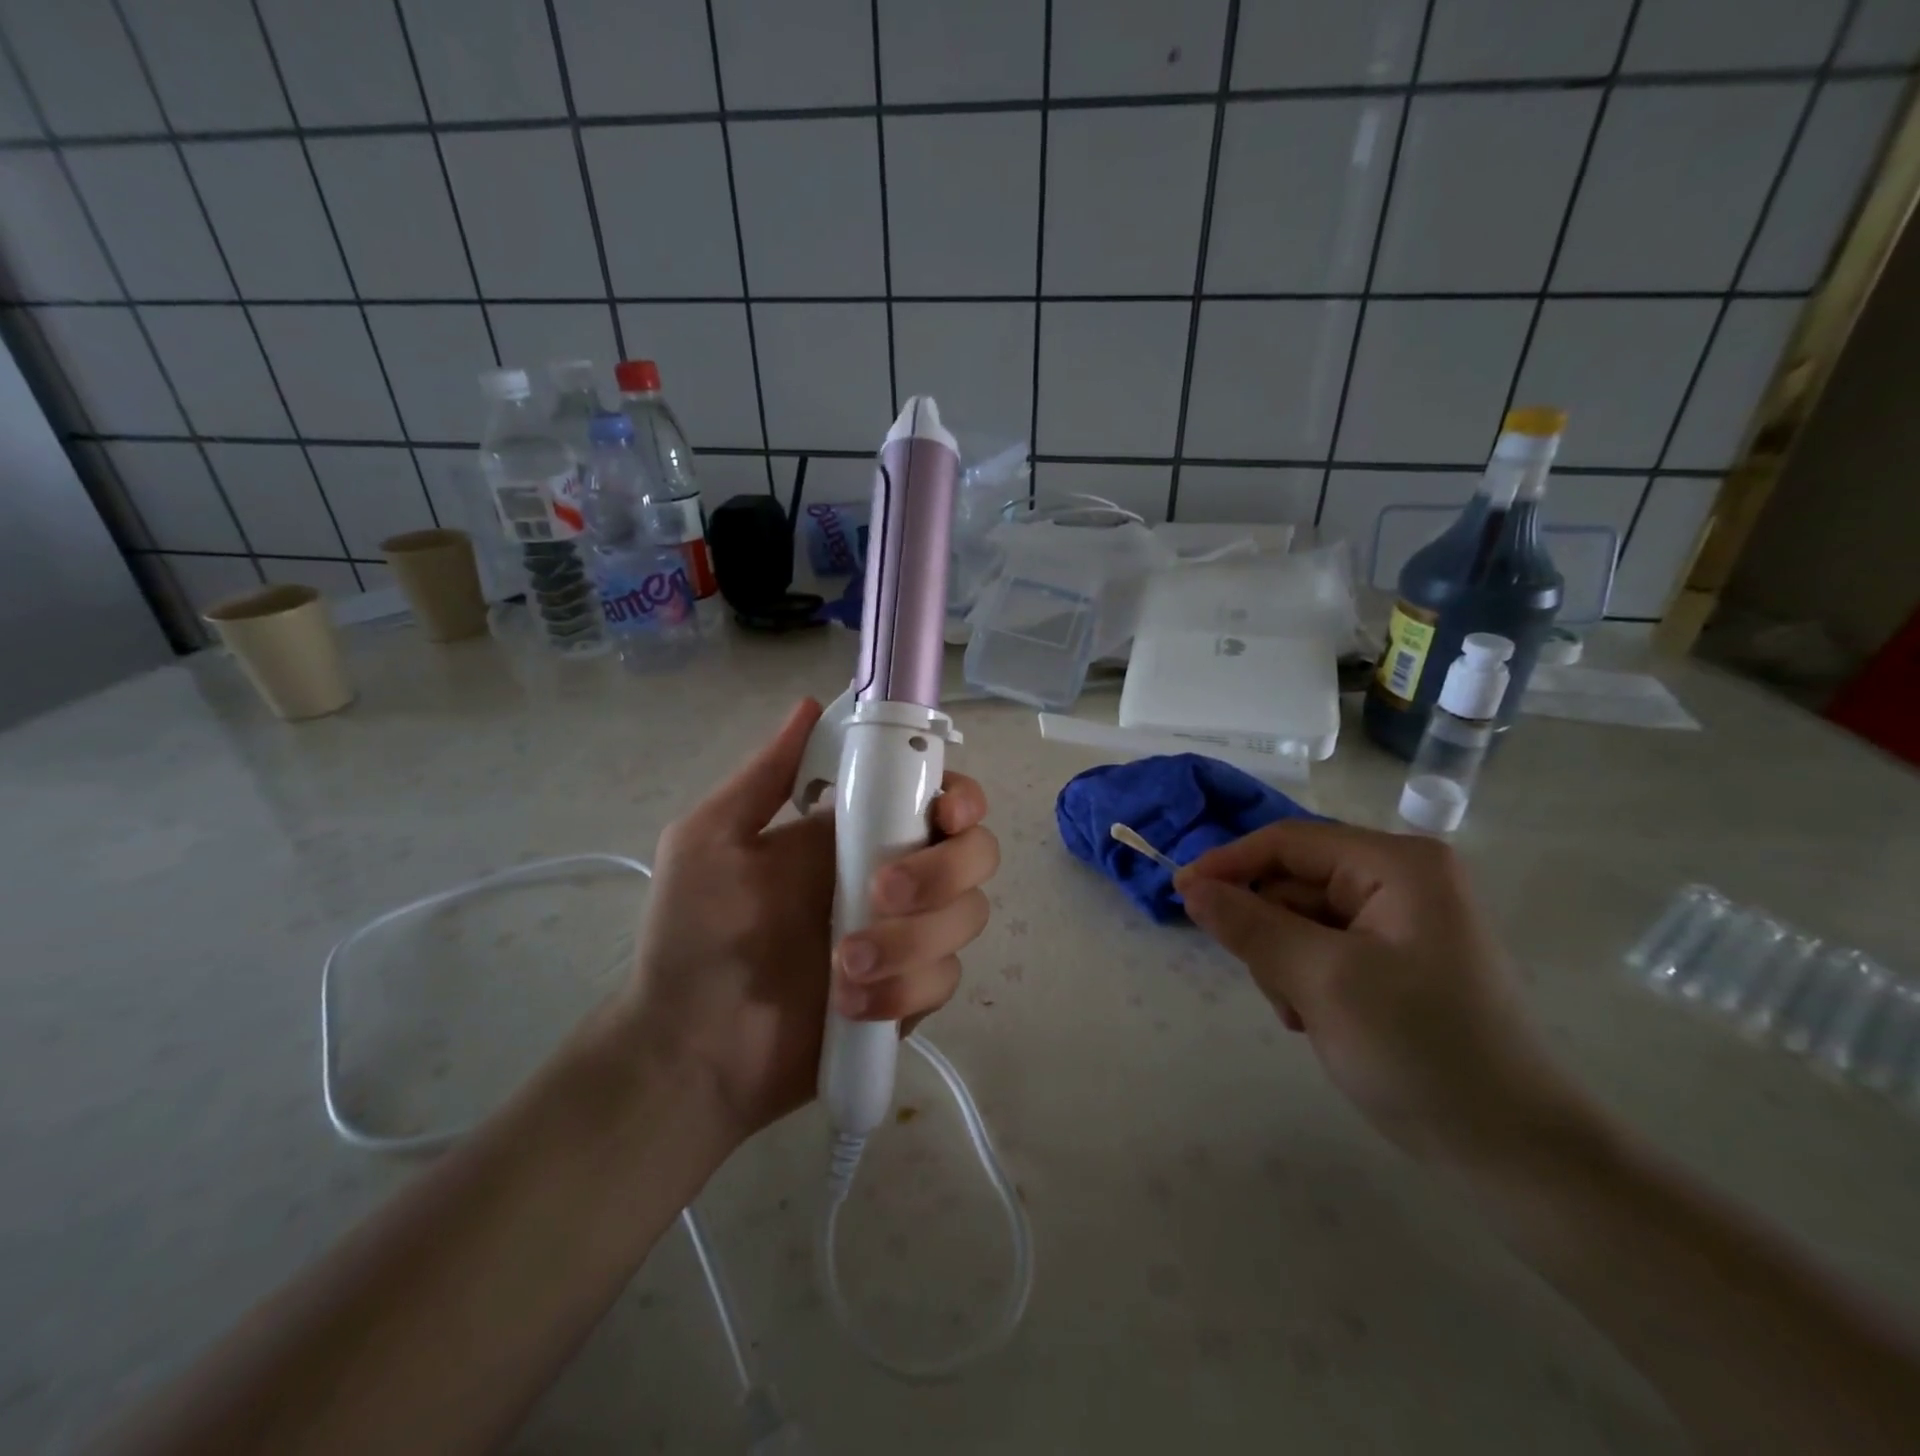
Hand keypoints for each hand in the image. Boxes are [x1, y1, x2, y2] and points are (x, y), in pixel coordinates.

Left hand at [621, 699, 997, 1144]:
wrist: (691, 1051)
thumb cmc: (692, 937)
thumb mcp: (710, 842)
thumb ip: (765, 776)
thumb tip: (809, 704)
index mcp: (854, 832)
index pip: (935, 795)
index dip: (959, 796)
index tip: (945, 813)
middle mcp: (893, 876)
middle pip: (974, 852)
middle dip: (943, 870)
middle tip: (880, 892)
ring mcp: (907, 938)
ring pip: (968, 916)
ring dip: (914, 938)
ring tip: (843, 963)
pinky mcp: (911, 995)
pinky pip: (944, 979)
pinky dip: (904, 989)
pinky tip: (851, 1004)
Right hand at [1176, 822, 1594, 1169]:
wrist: (1514, 1153)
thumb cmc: (1421, 1051)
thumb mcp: (1323, 981)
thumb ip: (1250, 925)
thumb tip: (1190, 886)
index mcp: (1397, 865)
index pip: (1289, 842)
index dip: (1228, 863)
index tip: (1178, 894)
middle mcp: (1402, 880)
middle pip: (1294, 882)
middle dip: (1270, 931)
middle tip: (1276, 988)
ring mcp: (1401, 921)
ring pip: (1301, 919)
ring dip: (1285, 963)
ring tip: (1303, 1014)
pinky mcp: (1397, 959)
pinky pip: (1323, 948)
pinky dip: (1305, 979)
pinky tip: (1319, 1019)